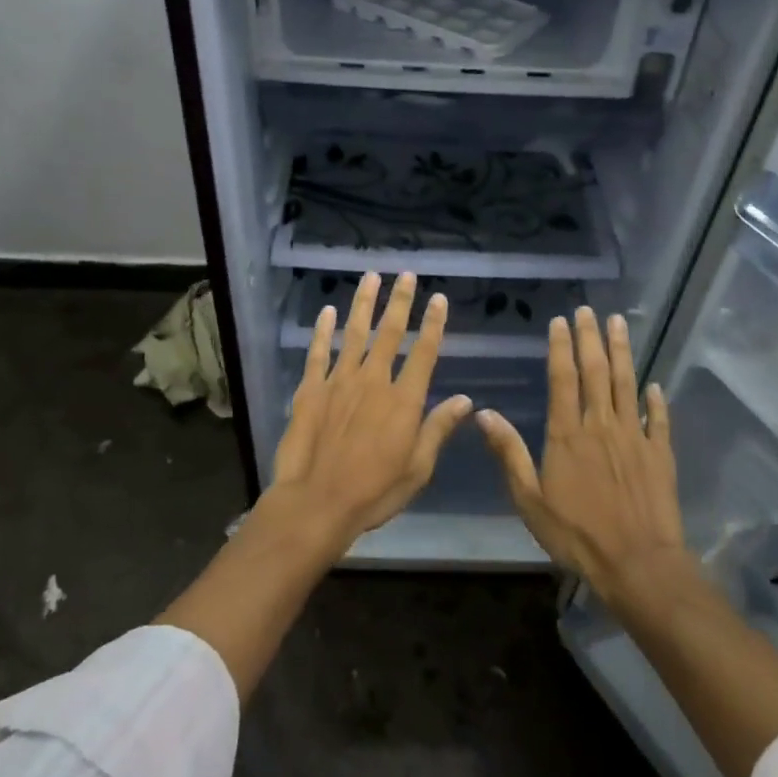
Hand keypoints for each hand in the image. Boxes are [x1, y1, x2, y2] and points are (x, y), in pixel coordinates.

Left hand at [267, 272, 473, 545]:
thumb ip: (438, 428)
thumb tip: (466, 399)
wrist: (317, 502)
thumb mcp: (418, 468)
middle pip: (390, 333)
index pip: (424, 352)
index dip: (433, 323)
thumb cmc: (374, 491)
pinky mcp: (311, 389)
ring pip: (355, 333)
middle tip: (406, 274)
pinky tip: (328, 311)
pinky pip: (318, 352)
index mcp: (404, 400)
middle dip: (400, 301)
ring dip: (364, 303)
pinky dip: (323, 330)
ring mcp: (339, 381)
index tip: (438, 298)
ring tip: (371, 277)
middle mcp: (374, 381)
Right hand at [478, 308, 686, 599]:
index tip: (560, 321)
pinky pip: (658, 419)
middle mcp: (601, 425)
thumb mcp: (530, 499)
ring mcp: (635, 437)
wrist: (637, 564)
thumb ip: (509, 453)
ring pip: (627, 384)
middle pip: (596, 371)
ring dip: (623, 352)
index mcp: (568, 433)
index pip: (563, 378)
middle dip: (591, 337)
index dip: (561, 347)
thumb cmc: (577, 534)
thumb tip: (484, 413)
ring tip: (619, 324)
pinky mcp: (660, 454)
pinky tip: (655, 384)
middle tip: (589, 310)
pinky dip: (656, 400)